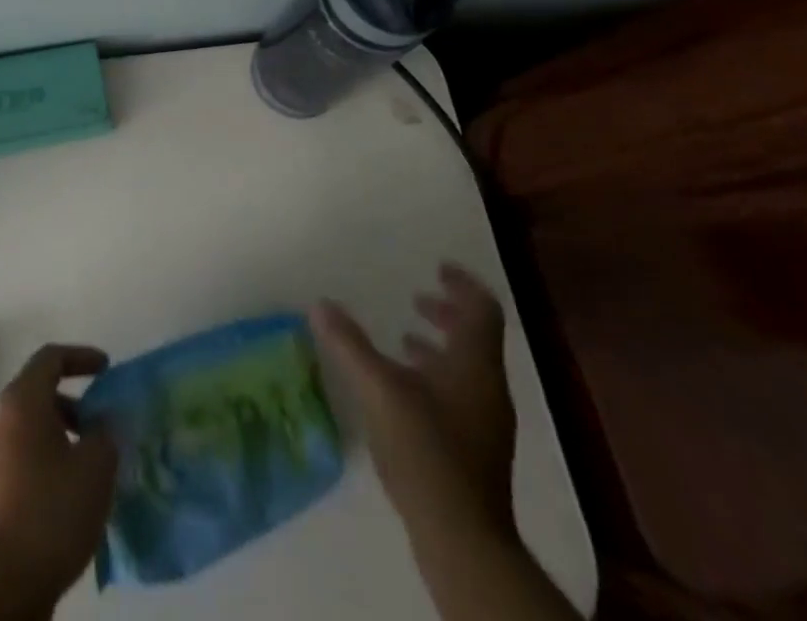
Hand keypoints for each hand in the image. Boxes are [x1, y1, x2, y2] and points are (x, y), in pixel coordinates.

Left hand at [0, 344, 117, 616]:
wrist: (0, 589)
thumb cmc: (51, 512)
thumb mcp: (96, 466)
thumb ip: (107, 432)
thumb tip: (104, 422)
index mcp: (21, 402)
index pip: (50, 358)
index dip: (82, 357)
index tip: (107, 370)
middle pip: (37, 392)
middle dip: (73, 402)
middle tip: (100, 422)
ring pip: (29, 428)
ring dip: (60, 434)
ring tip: (90, 462)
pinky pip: (20, 458)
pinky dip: (45, 460)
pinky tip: (68, 493)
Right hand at [311, 263, 515, 537]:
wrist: (462, 539)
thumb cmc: (426, 451)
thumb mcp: (379, 390)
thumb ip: (350, 345)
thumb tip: (319, 304)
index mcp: (474, 364)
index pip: (482, 309)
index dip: (462, 284)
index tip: (438, 267)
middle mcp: (487, 387)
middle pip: (476, 337)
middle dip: (447, 313)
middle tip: (417, 298)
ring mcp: (485, 421)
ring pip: (467, 367)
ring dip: (439, 346)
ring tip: (404, 338)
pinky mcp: (476, 450)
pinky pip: (460, 394)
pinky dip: (436, 377)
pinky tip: (405, 390)